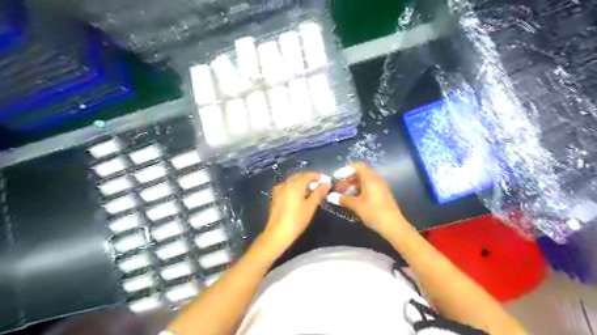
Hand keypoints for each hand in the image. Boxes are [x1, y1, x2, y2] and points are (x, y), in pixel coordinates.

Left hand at [264, 173, 333, 251]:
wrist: (277, 233)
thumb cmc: (297, 219)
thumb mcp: (310, 206)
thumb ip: (319, 193)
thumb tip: (327, 183)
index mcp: (295, 184)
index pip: (308, 174)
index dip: (318, 176)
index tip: (326, 181)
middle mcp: (286, 183)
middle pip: (300, 176)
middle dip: (310, 179)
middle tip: (320, 187)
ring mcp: (279, 189)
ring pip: (293, 182)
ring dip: (302, 184)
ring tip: (311, 192)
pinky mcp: (275, 196)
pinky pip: (287, 187)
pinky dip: (295, 188)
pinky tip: (299, 197)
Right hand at [331, 162, 410, 238]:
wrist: (393, 226)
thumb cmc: (374, 212)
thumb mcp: (356, 205)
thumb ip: (343, 199)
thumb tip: (330, 196)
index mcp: (370, 178)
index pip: (357, 166)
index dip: (345, 170)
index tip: (336, 177)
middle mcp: (376, 180)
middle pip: (360, 173)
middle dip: (348, 179)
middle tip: (338, 188)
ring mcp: (380, 187)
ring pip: (364, 181)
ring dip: (353, 186)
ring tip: (343, 195)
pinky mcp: (382, 195)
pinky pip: (369, 187)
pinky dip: (359, 190)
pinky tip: (353, 200)